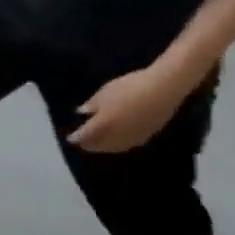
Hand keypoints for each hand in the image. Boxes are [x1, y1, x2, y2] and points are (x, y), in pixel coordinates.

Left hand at [69, 64, 194, 154]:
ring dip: (103, 147)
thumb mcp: (105, 92)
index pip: (85, 135)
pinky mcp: (147, 136)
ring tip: (97, 144)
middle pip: (98, 145)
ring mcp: (133, 137)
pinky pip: (127, 145)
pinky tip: (116, 141)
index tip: (70, 138)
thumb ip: (92, 104)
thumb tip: (82, 112)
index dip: (76, 137)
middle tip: (82, 142)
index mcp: (103, 124)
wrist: (164, 90)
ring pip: (113, 147)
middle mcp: (116, 136)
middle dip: (89, 144)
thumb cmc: (130, 87)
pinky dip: (117, 145)